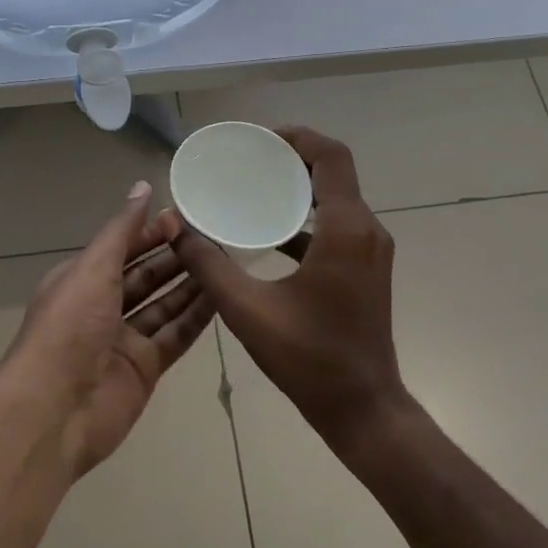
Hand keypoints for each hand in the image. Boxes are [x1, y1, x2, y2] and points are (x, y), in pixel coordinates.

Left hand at [0, 182, 216, 477]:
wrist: (55, 410)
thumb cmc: (69, 326)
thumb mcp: (93, 268)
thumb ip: (122, 230)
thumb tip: (142, 187)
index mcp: (81, 279)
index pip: (121, 248)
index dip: (150, 232)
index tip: (184, 218)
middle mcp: (102, 306)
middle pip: (144, 275)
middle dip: (174, 257)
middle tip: (213, 238)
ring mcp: (124, 339)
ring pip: (163, 305)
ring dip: (190, 284)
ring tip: (224, 262)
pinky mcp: (144, 368)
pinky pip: (175, 336)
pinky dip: (196, 318)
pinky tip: (222, 297)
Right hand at [166, 128, 407, 448]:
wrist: (364, 409)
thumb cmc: (310, 359)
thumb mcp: (248, 310)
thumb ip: (209, 265)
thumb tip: (177, 228)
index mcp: (346, 230)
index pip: (331, 156)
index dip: (297, 137)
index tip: (259, 140)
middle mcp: (366, 230)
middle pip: (334, 171)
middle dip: (293, 158)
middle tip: (250, 159)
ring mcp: (370, 251)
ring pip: (336, 198)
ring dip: (300, 187)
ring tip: (255, 187)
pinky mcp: (366, 269)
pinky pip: (336, 226)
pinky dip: (306, 218)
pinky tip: (269, 233)